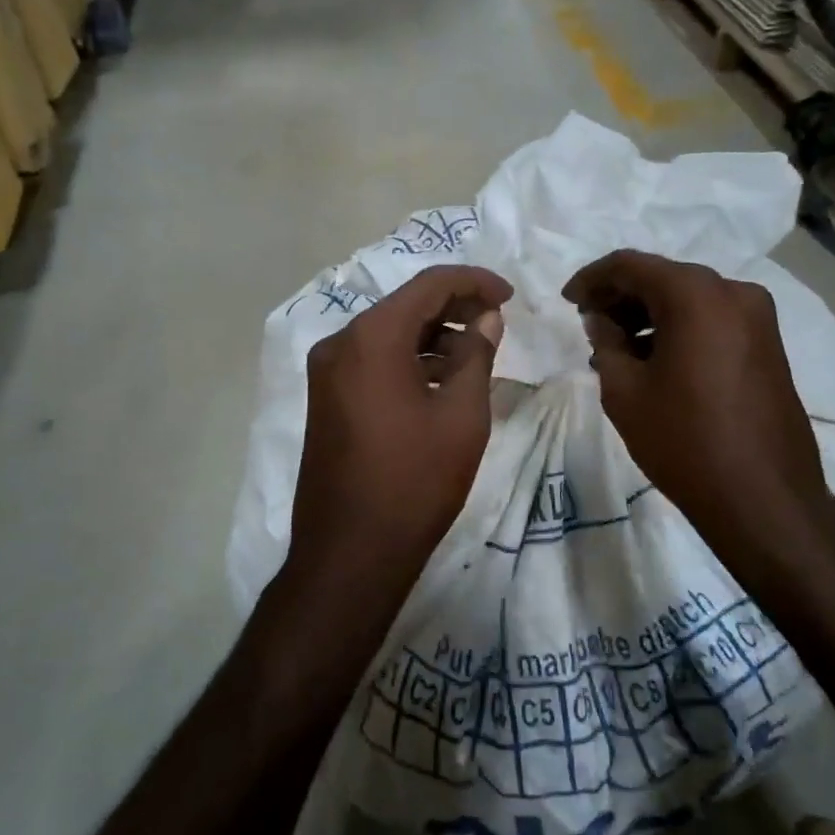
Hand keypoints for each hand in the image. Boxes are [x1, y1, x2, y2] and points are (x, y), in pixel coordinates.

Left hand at [287, 266, 511, 587]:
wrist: (350, 552)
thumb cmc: (415, 480)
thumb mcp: (461, 415)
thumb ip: (476, 355)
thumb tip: (486, 319)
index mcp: (371, 337)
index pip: (428, 285)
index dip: (474, 282)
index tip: (509, 296)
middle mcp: (339, 343)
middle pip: (404, 305)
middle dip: (453, 307)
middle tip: (497, 321)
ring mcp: (326, 372)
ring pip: (387, 334)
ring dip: (431, 335)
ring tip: (476, 353)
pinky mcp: (326, 399)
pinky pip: (372, 361)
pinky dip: (408, 360)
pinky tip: (441, 380)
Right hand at [563, 251, 834, 562]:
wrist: (762, 497)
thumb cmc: (683, 440)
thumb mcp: (624, 391)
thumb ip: (605, 342)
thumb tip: (601, 320)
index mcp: (696, 294)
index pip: (631, 265)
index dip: (592, 278)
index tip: (567, 301)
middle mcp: (733, 291)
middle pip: (664, 277)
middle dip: (621, 296)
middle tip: (589, 323)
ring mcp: (758, 317)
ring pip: (690, 298)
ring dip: (649, 314)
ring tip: (616, 347)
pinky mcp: (768, 344)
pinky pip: (713, 319)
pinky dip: (679, 328)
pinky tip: (654, 358)